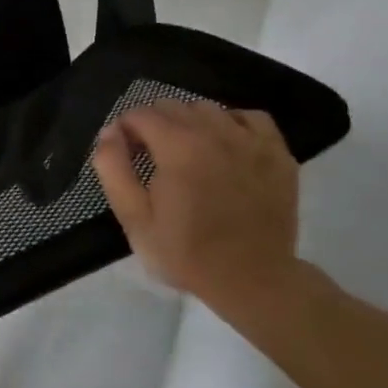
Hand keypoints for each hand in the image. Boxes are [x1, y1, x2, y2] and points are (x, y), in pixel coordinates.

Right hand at [92, 99, 301, 315]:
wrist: (254, 281)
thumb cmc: (188, 252)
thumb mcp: (134, 217)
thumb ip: (113, 168)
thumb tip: (110, 131)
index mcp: (177, 146)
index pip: (140, 114)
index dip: (126, 131)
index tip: (127, 156)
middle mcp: (214, 132)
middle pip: (172, 106)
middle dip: (154, 125)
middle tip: (154, 158)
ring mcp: (251, 140)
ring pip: (208, 108)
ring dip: (190, 123)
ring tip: (188, 153)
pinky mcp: (277, 153)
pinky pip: (250, 117)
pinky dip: (233, 124)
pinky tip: (226, 146)